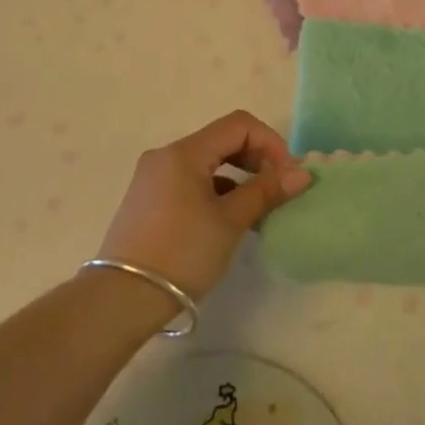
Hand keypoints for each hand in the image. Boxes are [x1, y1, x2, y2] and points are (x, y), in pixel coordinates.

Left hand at [98, 111, 310, 302]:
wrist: (122, 300)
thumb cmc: (182, 253)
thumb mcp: (230, 222)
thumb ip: (265, 191)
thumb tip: (302, 173)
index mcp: (184, 152)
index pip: (238, 125)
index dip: (270, 143)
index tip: (288, 175)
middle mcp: (166, 156)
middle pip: (222, 140)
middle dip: (256, 158)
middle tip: (278, 189)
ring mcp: (154, 177)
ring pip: (207, 162)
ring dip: (238, 177)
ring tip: (259, 209)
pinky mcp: (149, 200)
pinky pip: (191, 181)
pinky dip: (216, 191)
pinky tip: (231, 219)